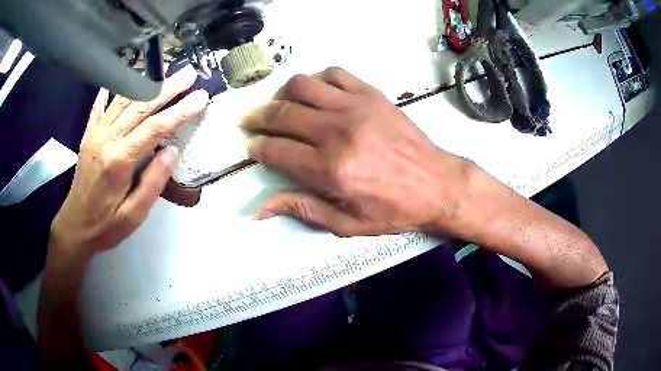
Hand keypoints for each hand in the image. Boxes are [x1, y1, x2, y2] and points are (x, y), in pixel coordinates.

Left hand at [50, 66, 208, 256]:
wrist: (75, 225)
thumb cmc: (105, 225)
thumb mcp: (133, 215)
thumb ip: (153, 183)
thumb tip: (171, 151)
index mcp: (119, 160)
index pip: (154, 128)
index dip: (180, 111)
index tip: (200, 98)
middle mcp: (107, 138)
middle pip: (140, 104)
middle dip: (167, 87)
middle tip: (189, 74)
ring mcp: (96, 132)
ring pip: (124, 98)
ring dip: (147, 82)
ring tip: (167, 72)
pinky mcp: (89, 132)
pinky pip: (102, 102)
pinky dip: (115, 86)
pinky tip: (127, 75)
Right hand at [243, 67, 473, 236]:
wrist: (437, 184)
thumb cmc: (392, 210)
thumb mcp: (345, 223)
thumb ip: (300, 209)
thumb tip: (256, 209)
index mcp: (329, 169)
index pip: (276, 150)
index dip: (257, 147)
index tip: (252, 146)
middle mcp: (337, 132)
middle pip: (282, 113)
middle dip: (258, 117)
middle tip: (251, 121)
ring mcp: (355, 107)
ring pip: (302, 85)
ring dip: (282, 94)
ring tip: (280, 105)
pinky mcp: (372, 95)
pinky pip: (334, 74)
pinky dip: (317, 80)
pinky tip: (316, 93)